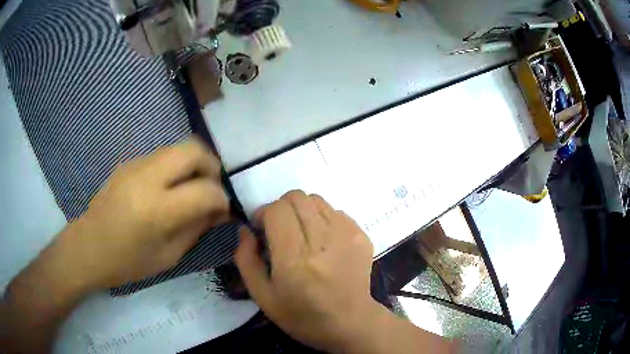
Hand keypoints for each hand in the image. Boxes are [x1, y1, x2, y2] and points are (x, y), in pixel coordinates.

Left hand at [1, 137, 230, 353]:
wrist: (88, 246)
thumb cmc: (127, 262)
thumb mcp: (168, 256)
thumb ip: (196, 229)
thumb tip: (218, 211)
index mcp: (157, 210)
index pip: (206, 191)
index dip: (222, 199)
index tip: (222, 211)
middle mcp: (148, 177)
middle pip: (194, 149)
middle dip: (211, 167)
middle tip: (210, 188)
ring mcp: (136, 164)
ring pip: (178, 147)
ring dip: (192, 165)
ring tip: (189, 189)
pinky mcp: (129, 162)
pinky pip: (162, 155)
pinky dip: (174, 167)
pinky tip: (167, 189)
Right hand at [235, 191, 377, 351]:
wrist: (350, 324)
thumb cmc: (302, 316)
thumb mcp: (263, 296)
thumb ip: (246, 260)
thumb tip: (245, 229)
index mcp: (295, 260)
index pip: (277, 210)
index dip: (263, 213)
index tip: (261, 229)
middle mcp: (323, 241)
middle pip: (296, 197)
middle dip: (281, 208)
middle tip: (279, 230)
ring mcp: (347, 235)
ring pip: (316, 199)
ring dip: (301, 211)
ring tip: (301, 234)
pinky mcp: (361, 235)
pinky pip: (335, 211)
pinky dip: (322, 218)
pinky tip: (321, 241)